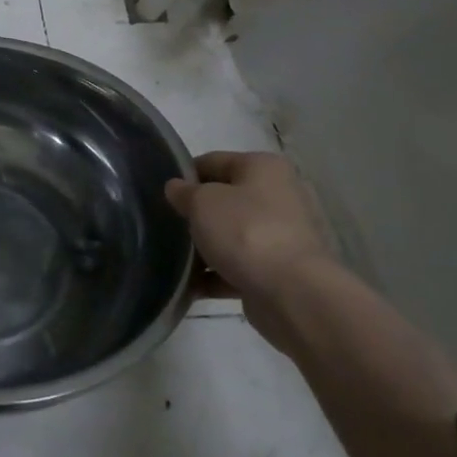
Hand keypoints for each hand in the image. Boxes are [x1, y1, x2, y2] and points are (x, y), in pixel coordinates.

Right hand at [164, 152, 336, 311]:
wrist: (293, 294)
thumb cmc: (245, 232)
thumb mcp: (202, 202)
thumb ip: (184, 192)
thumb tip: (176, 188)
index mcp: (264, 168)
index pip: (214, 162)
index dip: (185, 175)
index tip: (163, 194)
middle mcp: (280, 196)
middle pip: (226, 200)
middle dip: (197, 214)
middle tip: (168, 225)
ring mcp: (284, 236)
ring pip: (233, 236)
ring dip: (206, 247)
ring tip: (174, 258)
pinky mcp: (282, 271)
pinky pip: (241, 267)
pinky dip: (217, 275)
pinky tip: (192, 286)